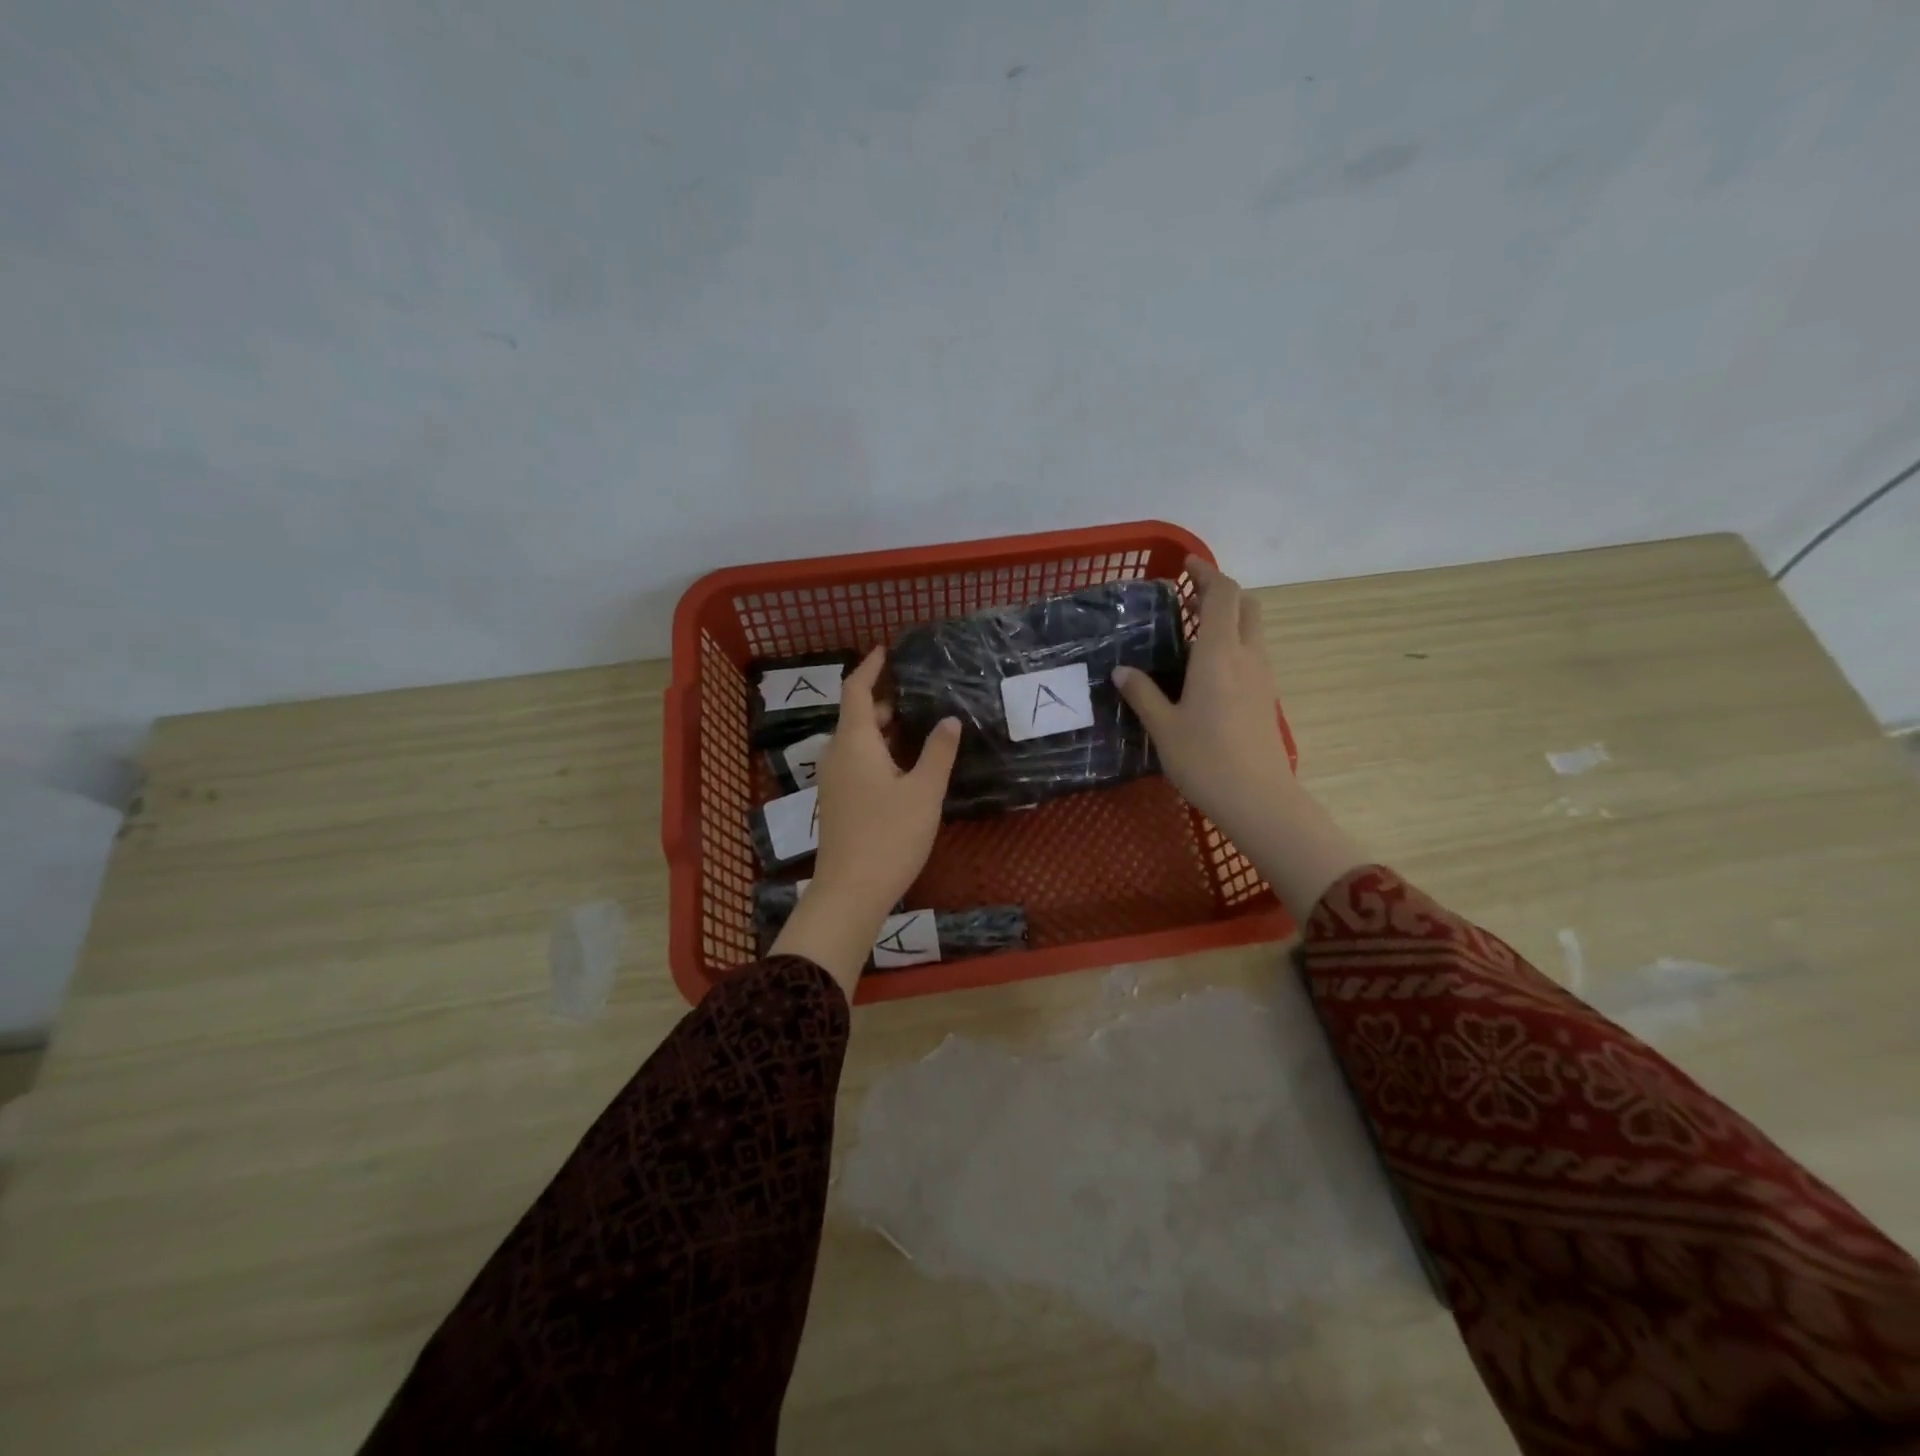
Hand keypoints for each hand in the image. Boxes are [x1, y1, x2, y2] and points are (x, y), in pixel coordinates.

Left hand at [770, 647, 960, 996]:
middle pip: (856, 716)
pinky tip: (902, 768)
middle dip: (884, 703)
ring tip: (916, 729)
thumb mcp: (924, 791)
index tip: (885, 651)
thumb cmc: (890, 835)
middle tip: (917, 696)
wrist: (850, 891)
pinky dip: (876, 753)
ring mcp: (832, 781)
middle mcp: (836, 755)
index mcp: (854, 742)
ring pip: (855, 742)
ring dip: (881, 730)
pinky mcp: (836, 803)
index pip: (856, 690)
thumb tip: (950, 720)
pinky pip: (854, 763)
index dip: (869, 667)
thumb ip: (938, 752)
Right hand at [1112, 557, 1293, 844]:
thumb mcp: (1163, 727)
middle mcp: (1247, 656)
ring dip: (1228, 617)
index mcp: (1219, 655)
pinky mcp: (1266, 696)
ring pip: (1253, 629)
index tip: (1186, 566)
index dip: (1207, 573)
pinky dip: (1233, 642)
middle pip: (1246, 605)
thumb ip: (1142, 694)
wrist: (1258, 799)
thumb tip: (1122, 671)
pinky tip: (1206, 667)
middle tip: (1187, 598)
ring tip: (1192, 630)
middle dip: (1220, 591)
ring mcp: (1262, 677)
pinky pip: (1253, 653)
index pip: (1222, 595)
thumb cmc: (1205, 760)